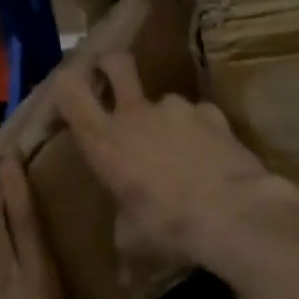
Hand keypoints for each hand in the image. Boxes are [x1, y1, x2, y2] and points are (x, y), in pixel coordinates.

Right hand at [52, 51, 298, 268]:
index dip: (67, 85)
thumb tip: (128, 223)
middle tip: (113, 79)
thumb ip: (123, 215)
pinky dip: (201, 132)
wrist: (232, 214)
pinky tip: (211, 158)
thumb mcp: (131, 234)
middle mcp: (136, 113)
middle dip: (111, 65)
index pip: (70, 92)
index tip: (71, 94)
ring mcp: (176, 107)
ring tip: (183, 155)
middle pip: (115, 63)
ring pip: (164, 102)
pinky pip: (198, 117)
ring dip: (167, 122)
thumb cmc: (169, 227)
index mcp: (104, 141)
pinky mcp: (212, 112)